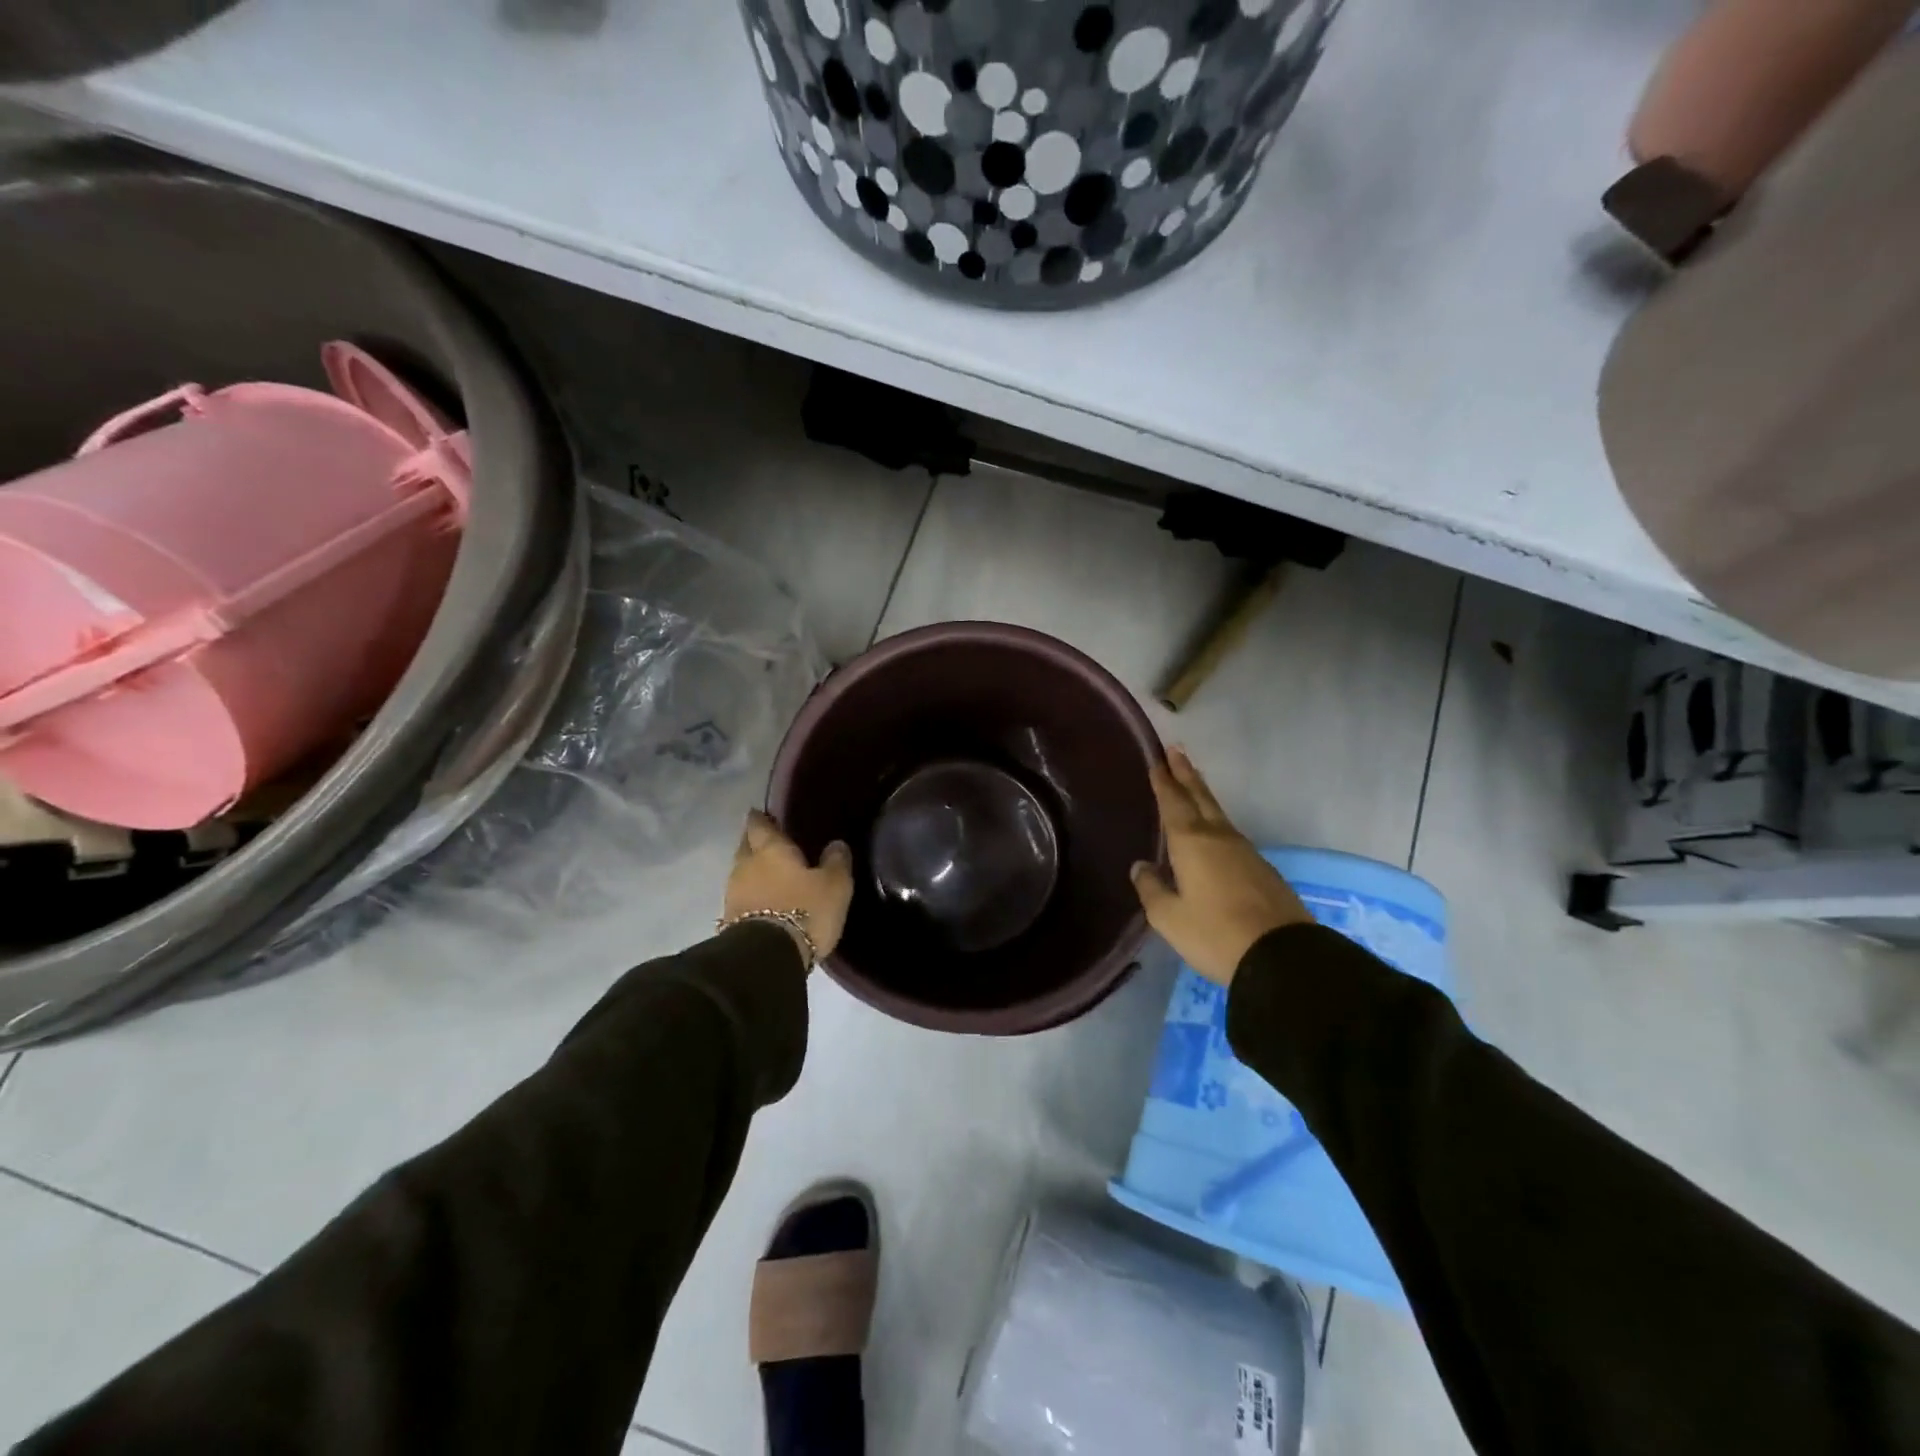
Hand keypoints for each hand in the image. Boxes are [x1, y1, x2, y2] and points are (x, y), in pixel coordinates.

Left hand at [724, 810, 853, 964]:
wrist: (767, 957)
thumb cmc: (804, 910)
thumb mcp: (834, 886)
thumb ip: (836, 862)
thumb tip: (836, 844)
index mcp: (770, 849)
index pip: (759, 825)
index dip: (761, 818)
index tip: (762, 814)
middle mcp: (746, 865)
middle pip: (745, 847)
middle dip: (754, 843)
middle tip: (768, 843)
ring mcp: (733, 894)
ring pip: (742, 873)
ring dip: (753, 872)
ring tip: (770, 874)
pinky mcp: (729, 920)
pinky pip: (742, 897)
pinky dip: (751, 895)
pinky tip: (764, 900)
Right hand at [1131, 747, 1310, 986]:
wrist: (1282, 957)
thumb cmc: (1215, 934)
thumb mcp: (1169, 918)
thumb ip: (1151, 889)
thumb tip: (1141, 866)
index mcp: (1191, 842)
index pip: (1173, 802)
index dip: (1164, 781)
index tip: (1158, 759)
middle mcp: (1219, 837)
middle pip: (1200, 797)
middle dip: (1186, 774)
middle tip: (1177, 751)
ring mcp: (1245, 852)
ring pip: (1218, 814)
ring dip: (1202, 796)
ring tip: (1192, 785)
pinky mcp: (1262, 869)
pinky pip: (1231, 835)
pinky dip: (1216, 823)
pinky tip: (1213, 833)